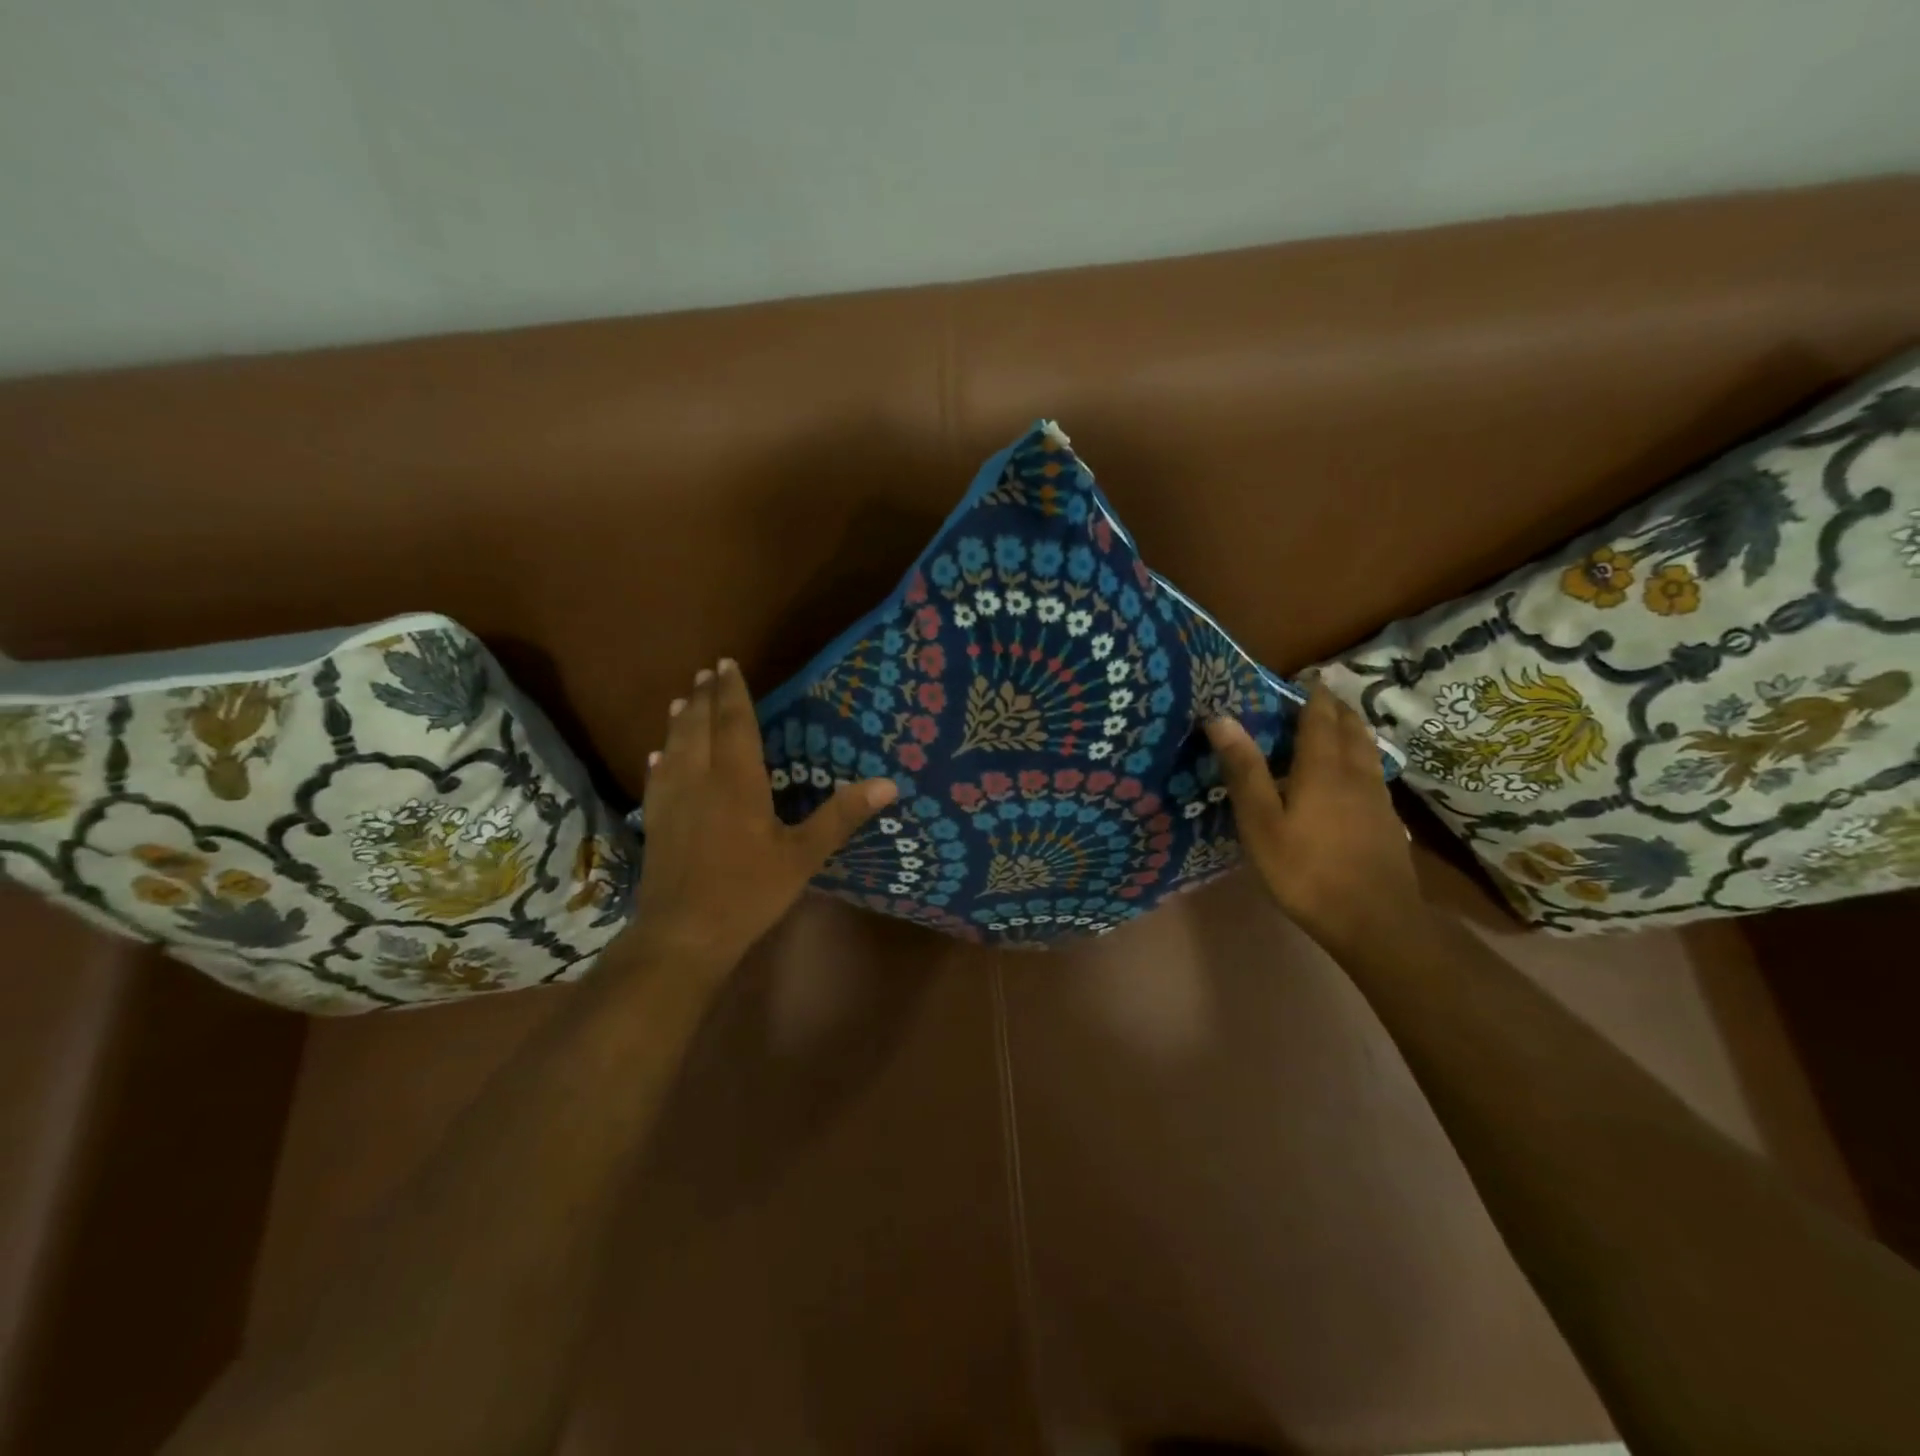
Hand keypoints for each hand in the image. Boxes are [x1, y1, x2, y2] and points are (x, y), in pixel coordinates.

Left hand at [626, 659, 897, 974]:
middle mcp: (700, 779)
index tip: (726, 664)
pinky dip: (662, 757)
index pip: (735, 723)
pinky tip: (659, 755)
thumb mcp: (803, 855)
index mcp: (737, 781)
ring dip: (681, 720)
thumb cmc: (748, 892)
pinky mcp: (656, 821)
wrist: (683, 933)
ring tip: (684, 700)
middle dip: (705, 697)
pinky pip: (658, 777)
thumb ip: (842, 816)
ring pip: (675, 746)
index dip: (732, 692)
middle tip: (708, 672)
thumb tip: (889, 783)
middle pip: (700, 726)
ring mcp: (672, 800)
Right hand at [1203, 681, 1422, 955]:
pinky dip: (1360, 759)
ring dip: (1351, 730)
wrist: (1375, 921)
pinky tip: (1351, 777)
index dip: (1311, 695)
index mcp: (1322, 767)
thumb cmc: (1305, 870)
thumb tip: (1221, 718)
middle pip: (1351, 728)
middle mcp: (1355, 773)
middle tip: (1317, 697)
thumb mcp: (1261, 822)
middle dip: (1335, 707)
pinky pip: (1373, 773)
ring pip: (1367, 750)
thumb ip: (1244, 769)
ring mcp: (1377, 798)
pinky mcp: (1387, 822)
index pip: (1319, 717)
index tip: (1303, 678)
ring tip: (1335, 727)